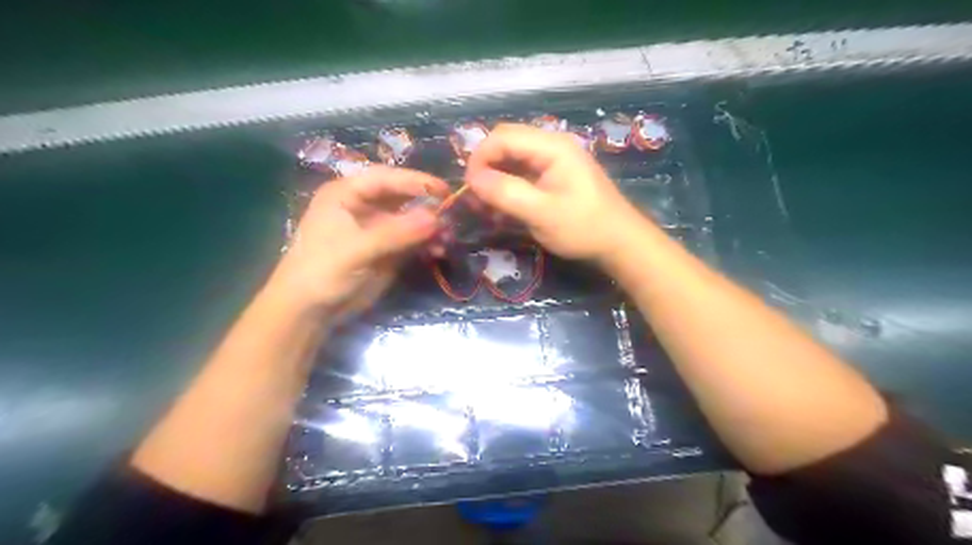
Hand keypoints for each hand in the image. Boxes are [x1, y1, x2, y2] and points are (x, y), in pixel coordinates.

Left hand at [268, 167, 451, 319]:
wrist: (310, 310)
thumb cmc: (322, 271)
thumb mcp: (356, 250)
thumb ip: (395, 233)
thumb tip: (436, 218)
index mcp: (347, 194)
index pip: (385, 178)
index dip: (414, 181)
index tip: (443, 189)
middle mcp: (364, 206)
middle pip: (402, 197)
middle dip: (427, 206)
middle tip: (452, 216)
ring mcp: (378, 228)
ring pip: (412, 219)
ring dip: (431, 227)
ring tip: (448, 238)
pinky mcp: (388, 249)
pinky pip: (414, 240)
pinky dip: (427, 244)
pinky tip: (439, 252)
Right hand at [465, 124, 651, 267]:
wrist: (619, 242)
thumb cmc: (583, 227)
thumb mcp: (541, 213)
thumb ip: (506, 193)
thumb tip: (472, 179)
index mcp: (552, 146)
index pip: (503, 136)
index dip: (480, 158)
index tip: (469, 187)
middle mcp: (552, 145)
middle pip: (506, 143)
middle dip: (486, 166)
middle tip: (475, 197)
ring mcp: (554, 159)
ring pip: (512, 158)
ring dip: (495, 177)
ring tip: (485, 204)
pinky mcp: (554, 174)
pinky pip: (523, 171)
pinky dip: (508, 185)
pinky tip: (502, 205)